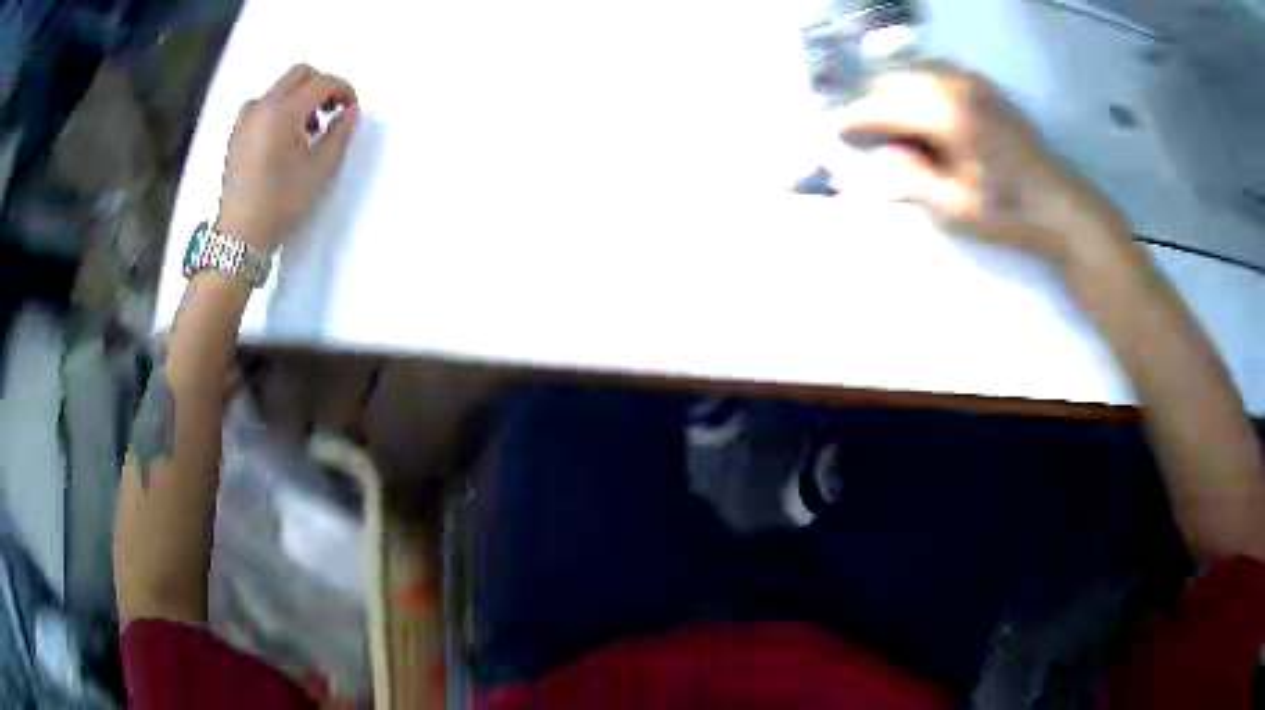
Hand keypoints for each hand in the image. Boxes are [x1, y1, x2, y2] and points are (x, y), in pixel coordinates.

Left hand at [217, 64, 359, 250]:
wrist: (240, 235)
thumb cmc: (281, 203)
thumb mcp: (319, 170)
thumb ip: (339, 133)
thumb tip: (351, 111)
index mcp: (283, 112)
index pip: (321, 82)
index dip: (343, 89)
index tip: (351, 109)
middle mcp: (262, 106)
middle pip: (300, 74)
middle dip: (321, 86)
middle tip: (331, 112)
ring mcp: (246, 118)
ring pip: (280, 87)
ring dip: (300, 97)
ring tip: (307, 129)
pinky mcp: (237, 132)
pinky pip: (262, 104)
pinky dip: (279, 108)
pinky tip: (283, 135)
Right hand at [838, 64, 1132, 268]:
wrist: (1059, 204)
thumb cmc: (1007, 213)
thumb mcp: (953, 209)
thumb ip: (910, 177)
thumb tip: (881, 151)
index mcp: (947, 117)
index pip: (884, 106)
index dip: (855, 119)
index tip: (836, 131)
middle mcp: (955, 86)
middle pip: (894, 79)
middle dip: (874, 104)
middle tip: (871, 136)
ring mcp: (972, 82)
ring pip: (913, 71)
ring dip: (896, 93)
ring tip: (898, 127)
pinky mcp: (984, 86)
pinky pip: (936, 72)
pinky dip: (920, 87)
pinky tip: (925, 114)